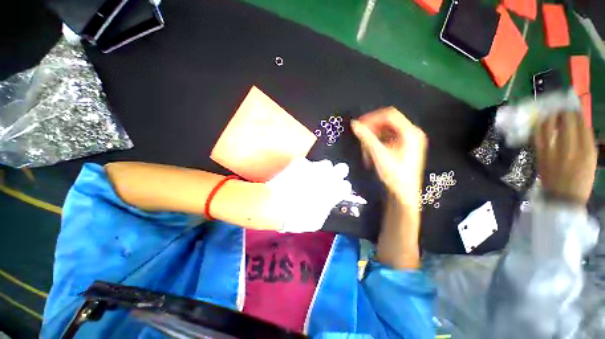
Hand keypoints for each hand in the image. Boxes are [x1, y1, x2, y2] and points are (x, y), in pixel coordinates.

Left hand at [266, 158, 351, 232]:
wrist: (276, 205)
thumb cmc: (297, 217)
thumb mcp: (316, 221)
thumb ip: (326, 209)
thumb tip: (327, 204)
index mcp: (333, 192)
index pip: (346, 185)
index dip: (342, 188)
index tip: (337, 190)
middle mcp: (327, 177)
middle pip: (342, 168)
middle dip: (338, 173)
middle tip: (330, 178)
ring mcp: (314, 167)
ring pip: (326, 163)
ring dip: (322, 169)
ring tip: (314, 175)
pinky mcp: (301, 163)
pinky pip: (306, 162)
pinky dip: (303, 168)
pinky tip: (298, 174)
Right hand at [351, 107, 426, 203]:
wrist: (404, 193)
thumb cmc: (395, 175)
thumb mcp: (379, 155)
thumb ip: (367, 138)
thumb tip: (354, 125)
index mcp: (410, 133)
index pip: (389, 115)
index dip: (372, 117)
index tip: (359, 124)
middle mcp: (411, 133)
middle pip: (387, 122)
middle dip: (372, 129)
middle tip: (360, 136)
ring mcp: (408, 140)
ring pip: (385, 131)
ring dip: (373, 137)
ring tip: (365, 149)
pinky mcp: (403, 146)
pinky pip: (387, 138)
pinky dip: (377, 143)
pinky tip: (371, 152)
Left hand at [534, 112, 596, 204]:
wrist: (562, 197)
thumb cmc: (581, 180)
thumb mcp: (591, 160)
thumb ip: (586, 142)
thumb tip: (580, 125)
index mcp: (587, 150)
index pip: (582, 124)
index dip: (578, 114)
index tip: (575, 110)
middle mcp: (570, 148)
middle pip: (566, 122)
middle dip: (564, 113)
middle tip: (563, 110)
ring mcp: (553, 151)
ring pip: (549, 127)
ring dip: (550, 117)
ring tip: (552, 114)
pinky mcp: (540, 155)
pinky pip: (538, 137)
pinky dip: (539, 127)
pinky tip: (541, 124)